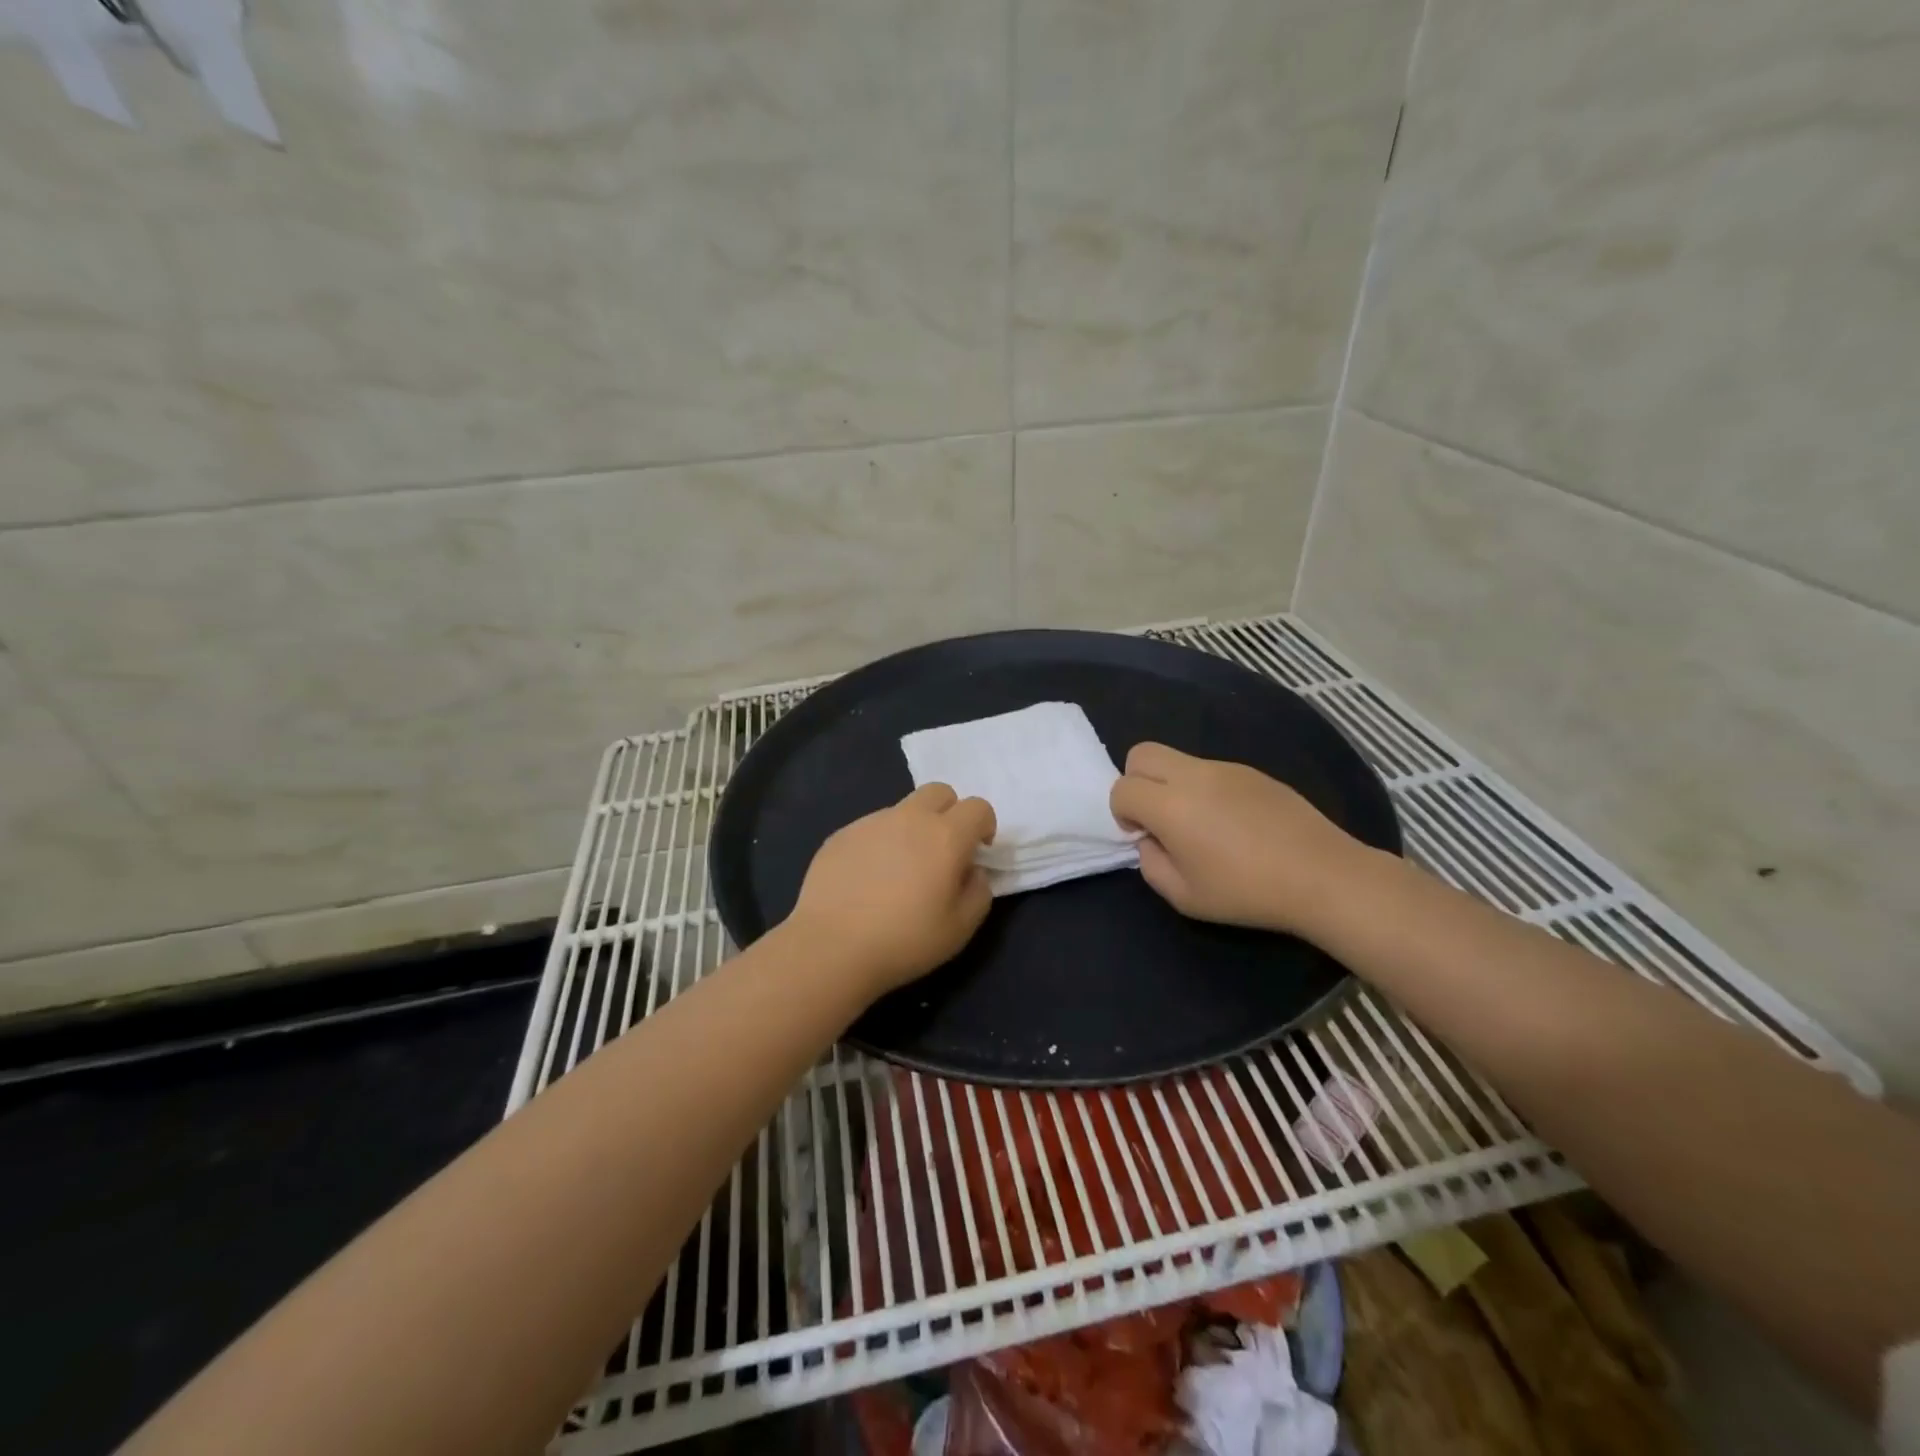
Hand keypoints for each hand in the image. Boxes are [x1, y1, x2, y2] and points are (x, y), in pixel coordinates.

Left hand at [784, 783, 996, 997]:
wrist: (832, 946)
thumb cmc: (905, 940)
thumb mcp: (961, 927)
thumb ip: (979, 891)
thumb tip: (971, 871)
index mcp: (945, 836)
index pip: (977, 807)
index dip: (984, 826)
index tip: (977, 852)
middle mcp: (909, 818)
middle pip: (939, 792)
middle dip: (949, 813)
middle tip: (942, 851)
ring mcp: (871, 822)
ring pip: (902, 810)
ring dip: (911, 829)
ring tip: (899, 872)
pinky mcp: (840, 835)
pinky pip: (870, 829)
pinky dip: (879, 844)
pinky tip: (867, 881)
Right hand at [1109, 742, 1369, 935]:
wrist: (1321, 875)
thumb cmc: (1247, 891)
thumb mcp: (1184, 897)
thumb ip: (1151, 864)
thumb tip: (1151, 840)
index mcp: (1170, 806)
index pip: (1122, 788)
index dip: (1122, 813)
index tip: (1143, 837)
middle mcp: (1193, 775)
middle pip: (1141, 753)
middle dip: (1136, 782)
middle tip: (1158, 817)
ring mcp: (1225, 768)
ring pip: (1177, 759)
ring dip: (1171, 784)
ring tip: (1201, 824)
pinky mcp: (1251, 771)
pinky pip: (1210, 769)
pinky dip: (1204, 788)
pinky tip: (1234, 823)